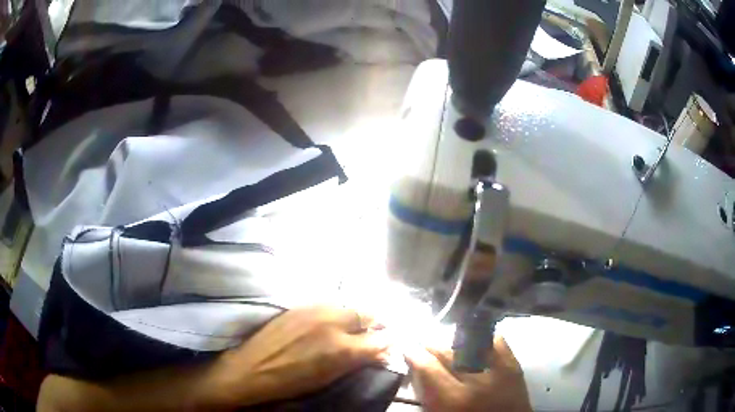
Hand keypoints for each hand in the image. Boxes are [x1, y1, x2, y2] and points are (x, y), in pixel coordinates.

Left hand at [212, 306, 389, 407]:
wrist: (253, 368)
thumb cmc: (293, 382)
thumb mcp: (330, 377)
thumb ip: (357, 361)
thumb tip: (380, 352)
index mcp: (342, 348)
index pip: (381, 338)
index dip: (389, 340)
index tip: (391, 341)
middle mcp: (332, 323)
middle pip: (368, 313)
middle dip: (377, 322)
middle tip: (376, 330)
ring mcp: (315, 310)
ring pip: (348, 305)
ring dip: (357, 314)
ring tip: (355, 324)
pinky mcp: (300, 305)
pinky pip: (329, 303)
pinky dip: (337, 311)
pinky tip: (333, 319)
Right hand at [405, 336, 531, 411]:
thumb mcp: (442, 410)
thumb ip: (428, 391)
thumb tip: (416, 365)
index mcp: (454, 399)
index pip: (428, 367)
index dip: (414, 354)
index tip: (407, 348)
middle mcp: (477, 381)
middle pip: (447, 352)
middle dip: (431, 344)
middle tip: (424, 342)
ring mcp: (499, 369)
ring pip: (470, 343)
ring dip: (454, 340)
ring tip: (448, 342)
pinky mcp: (514, 363)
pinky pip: (496, 340)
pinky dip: (482, 339)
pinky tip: (474, 342)